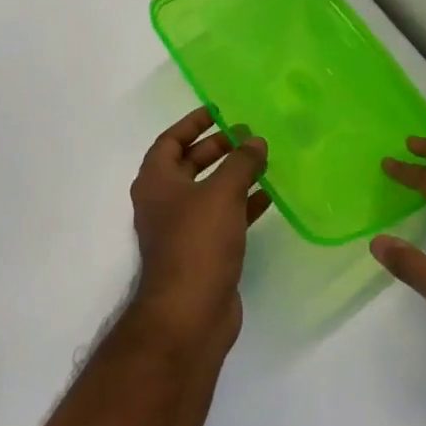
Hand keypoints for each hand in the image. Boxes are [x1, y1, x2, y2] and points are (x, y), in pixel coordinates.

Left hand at [128, 108, 270, 357]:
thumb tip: (255, 140)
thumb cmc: (198, 242)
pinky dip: (243, 205)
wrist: (190, 313)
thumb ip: (241, 162)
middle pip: (190, 163)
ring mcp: (182, 228)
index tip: (219, 111)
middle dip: (218, 148)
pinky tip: (268, 197)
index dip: (193, 123)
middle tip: (248, 136)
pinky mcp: (202, 251)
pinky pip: (223, 217)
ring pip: (209, 191)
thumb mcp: (222, 193)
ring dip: (233, 175)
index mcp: (156, 181)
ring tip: (263, 161)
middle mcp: (164, 201)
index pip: (170, 140)